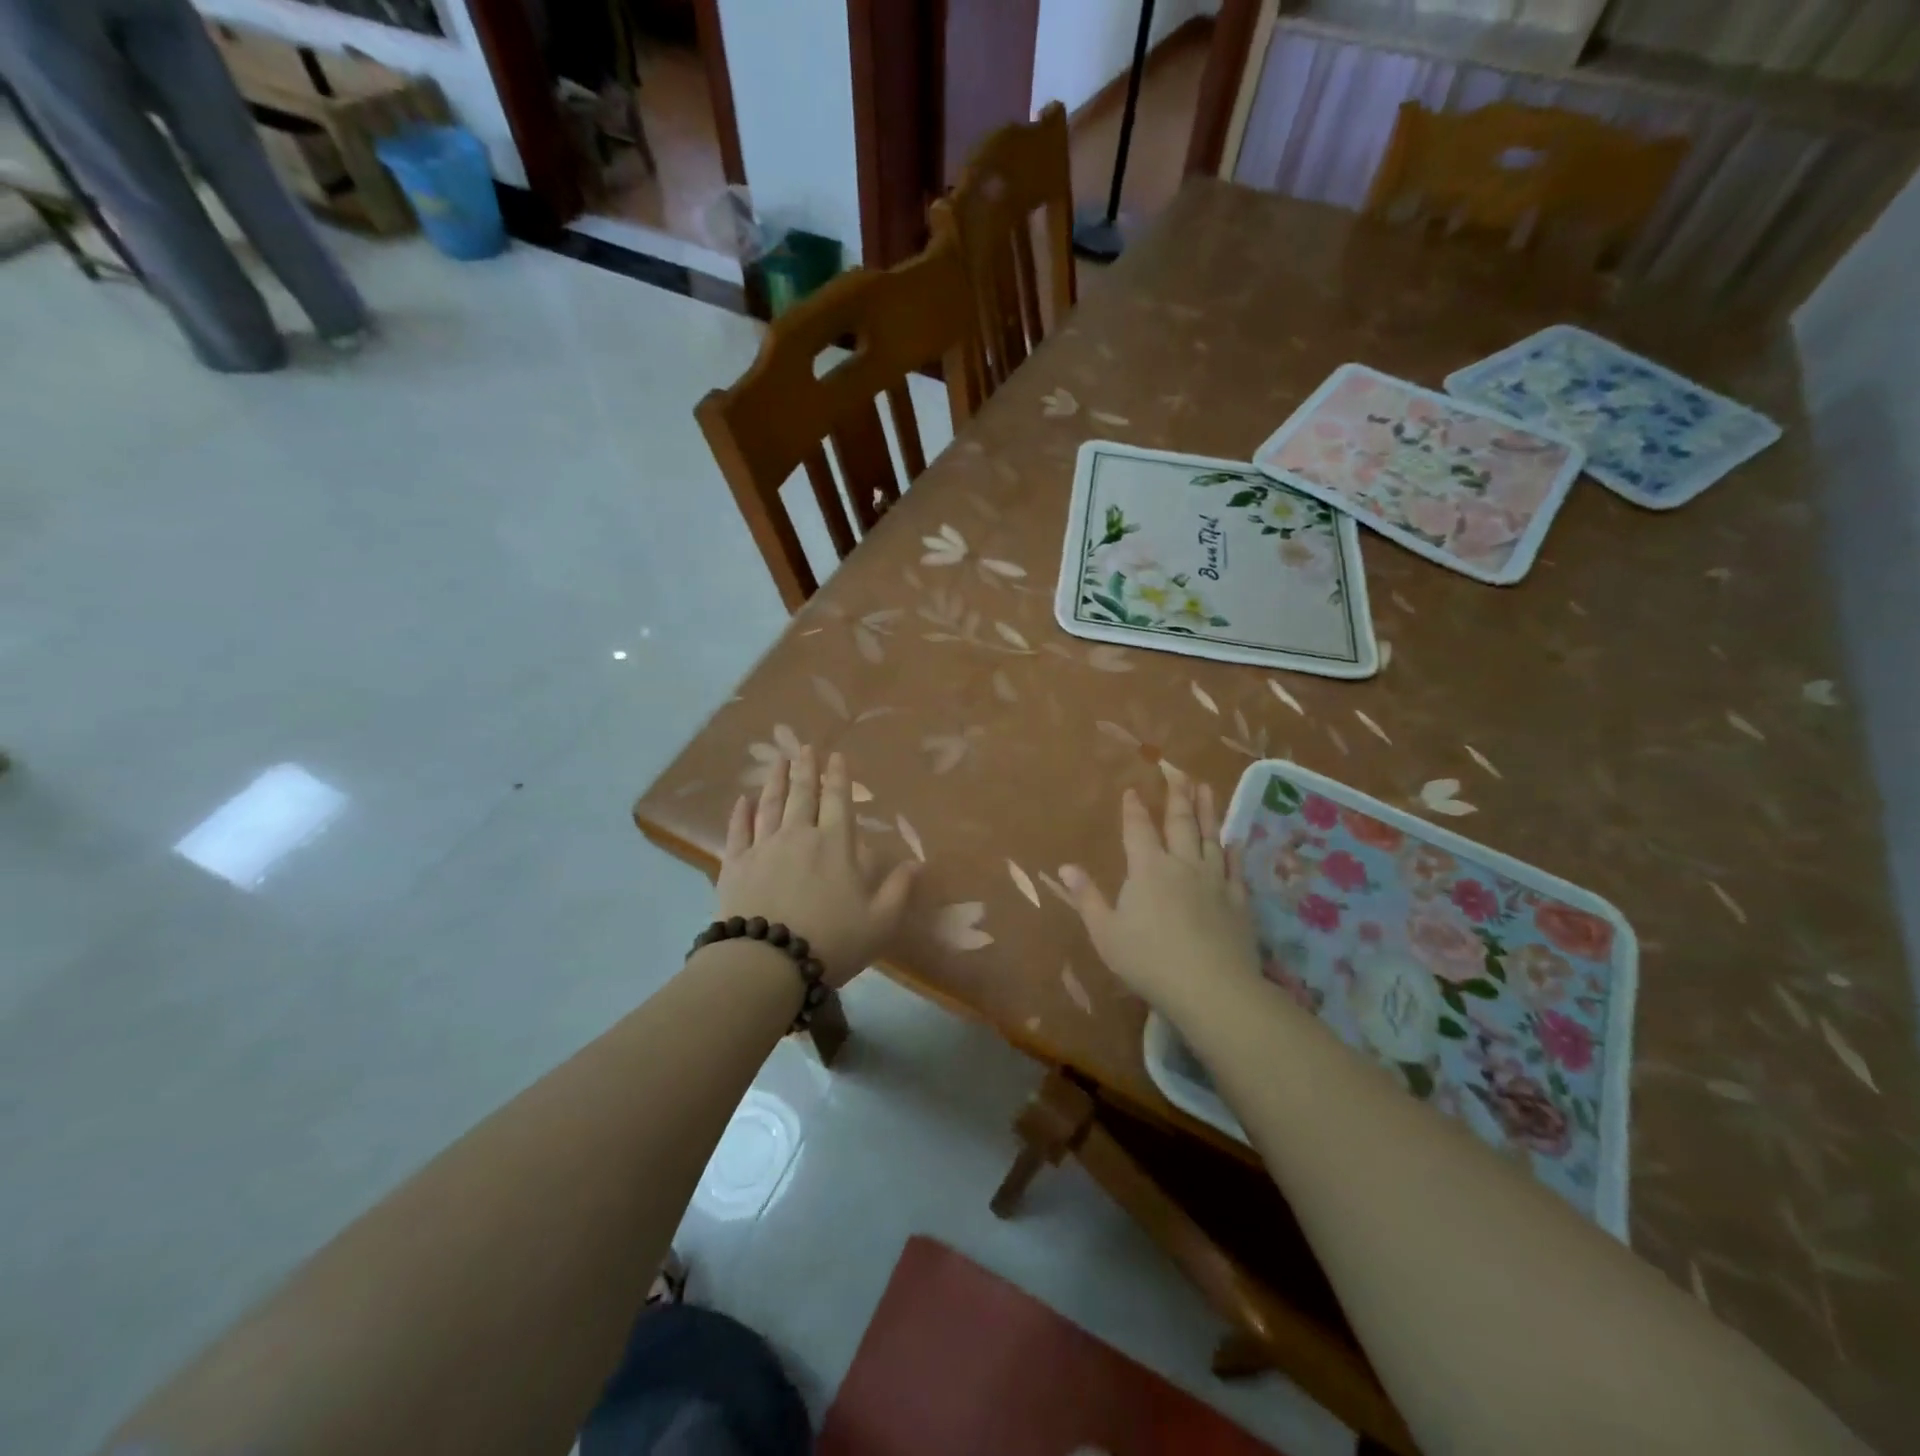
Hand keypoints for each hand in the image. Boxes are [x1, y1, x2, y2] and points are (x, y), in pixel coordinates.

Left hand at [717, 747, 918, 988]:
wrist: (768, 962)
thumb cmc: (832, 941)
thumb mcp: (880, 921)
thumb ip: (899, 889)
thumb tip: (917, 863)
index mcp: (836, 844)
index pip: (838, 800)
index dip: (838, 776)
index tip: (835, 756)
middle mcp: (799, 835)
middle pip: (803, 794)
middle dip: (805, 768)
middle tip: (804, 747)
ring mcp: (764, 847)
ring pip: (770, 805)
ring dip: (775, 780)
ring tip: (777, 760)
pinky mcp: (735, 865)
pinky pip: (738, 831)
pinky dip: (741, 813)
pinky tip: (743, 800)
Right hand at [1060, 778, 1259, 1018]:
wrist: (1210, 987)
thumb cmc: (1149, 960)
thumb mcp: (1105, 932)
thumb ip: (1087, 898)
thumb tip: (1065, 867)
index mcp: (1147, 869)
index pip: (1138, 830)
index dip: (1133, 809)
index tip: (1132, 790)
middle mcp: (1182, 865)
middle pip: (1180, 824)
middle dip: (1177, 796)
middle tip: (1178, 773)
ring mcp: (1214, 881)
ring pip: (1210, 837)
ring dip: (1207, 811)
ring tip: (1206, 788)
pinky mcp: (1238, 901)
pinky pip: (1236, 868)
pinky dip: (1234, 851)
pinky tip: (1235, 840)